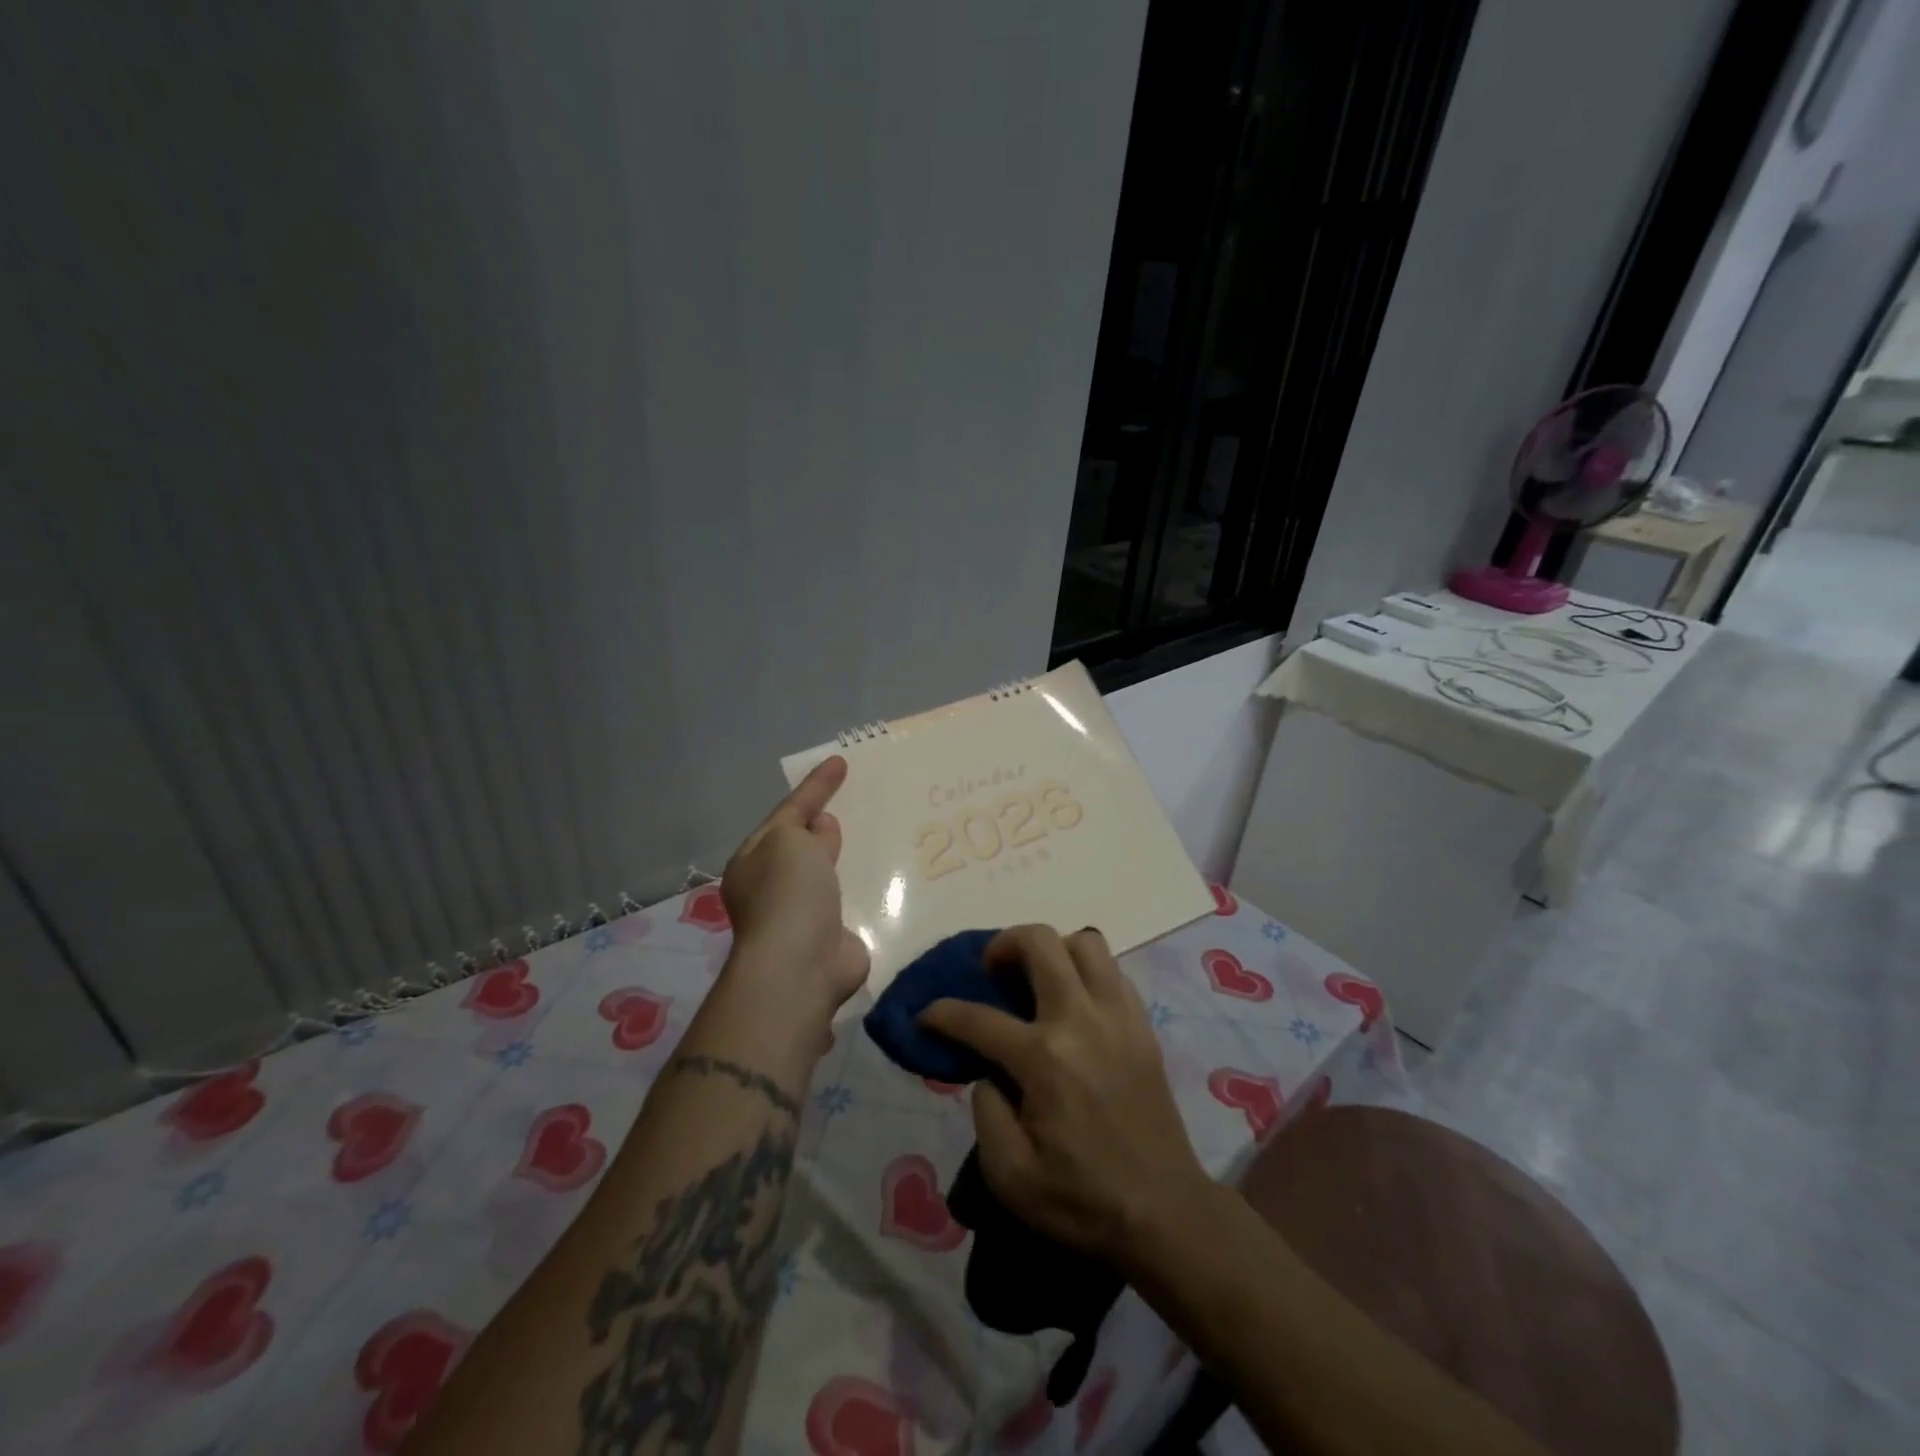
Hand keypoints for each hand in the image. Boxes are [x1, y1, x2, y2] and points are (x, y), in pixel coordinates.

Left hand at [719, 756, 870, 1023]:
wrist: (800, 965)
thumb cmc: (788, 893)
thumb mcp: (789, 841)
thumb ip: (806, 827)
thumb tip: (822, 828)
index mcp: (753, 860)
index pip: (788, 812)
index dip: (815, 786)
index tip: (840, 762)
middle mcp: (772, 886)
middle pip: (802, 844)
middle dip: (824, 824)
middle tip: (856, 801)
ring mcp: (801, 913)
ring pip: (826, 872)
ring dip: (843, 856)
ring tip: (876, 832)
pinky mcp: (831, 935)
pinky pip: (848, 898)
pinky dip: (861, 885)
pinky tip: (884, 874)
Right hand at [919, 925, 1211, 1266]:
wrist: (1166, 1214)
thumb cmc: (1083, 1200)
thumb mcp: (1011, 1177)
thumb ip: (985, 1113)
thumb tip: (988, 1073)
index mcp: (1044, 1059)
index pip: (979, 1018)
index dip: (942, 1013)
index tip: (926, 1015)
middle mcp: (1081, 1020)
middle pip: (1040, 942)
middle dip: (1003, 944)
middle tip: (991, 970)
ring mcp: (1118, 1017)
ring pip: (1085, 942)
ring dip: (1053, 949)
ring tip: (1037, 979)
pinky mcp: (1143, 1026)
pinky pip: (1112, 971)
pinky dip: (1087, 972)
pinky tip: (1075, 1003)